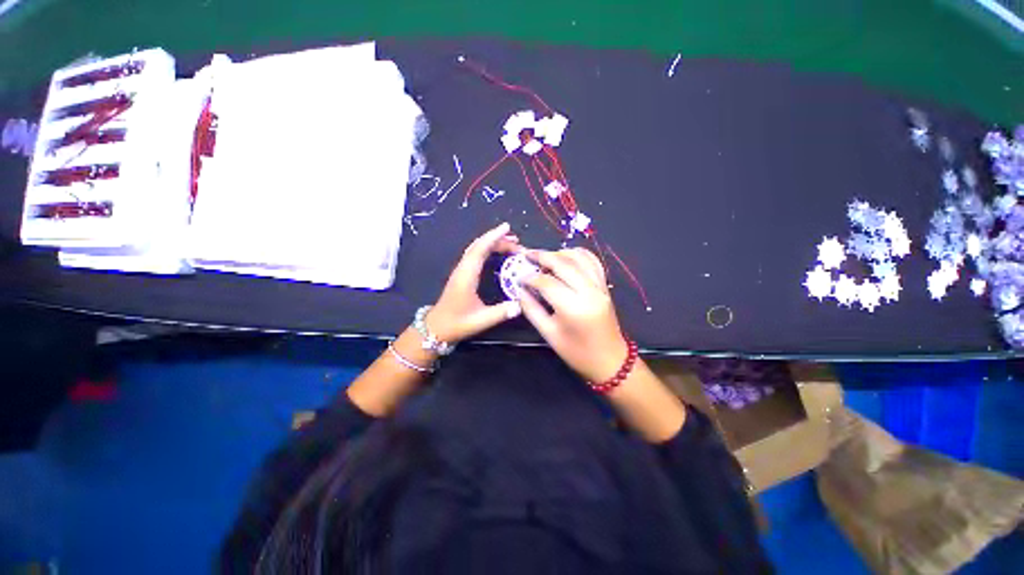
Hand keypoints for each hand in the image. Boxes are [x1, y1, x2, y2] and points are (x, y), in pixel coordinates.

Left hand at [425, 222, 523, 343]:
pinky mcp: (461, 275)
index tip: (507, 227)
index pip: (480, 250)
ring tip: (511, 244)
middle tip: (517, 241)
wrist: (436, 328)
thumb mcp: (481, 320)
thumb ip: (501, 312)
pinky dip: (487, 249)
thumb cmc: (456, 324)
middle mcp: (463, 269)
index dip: (493, 237)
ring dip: (492, 243)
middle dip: (498, 239)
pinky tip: (496, 254)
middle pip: (479, 246)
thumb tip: (521, 304)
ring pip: (476, 249)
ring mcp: (461, 271)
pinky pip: (475, 255)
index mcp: (466, 276)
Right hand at [519, 248, 629, 382]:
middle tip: (527, 255)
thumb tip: (519, 289)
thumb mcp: (549, 334)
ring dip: (560, 253)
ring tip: (544, 258)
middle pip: (563, 263)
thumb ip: (531, 309)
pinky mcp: (605, 286)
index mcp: (573, 308)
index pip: (547, 282)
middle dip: (542, 256)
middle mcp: (589, 291)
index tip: (519, 278)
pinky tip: (566, 257)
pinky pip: (593, 261)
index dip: (530, 277)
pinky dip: (578, 254)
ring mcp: (600, 286)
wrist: (610, 360)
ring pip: (579, 257)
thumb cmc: (576, 352)